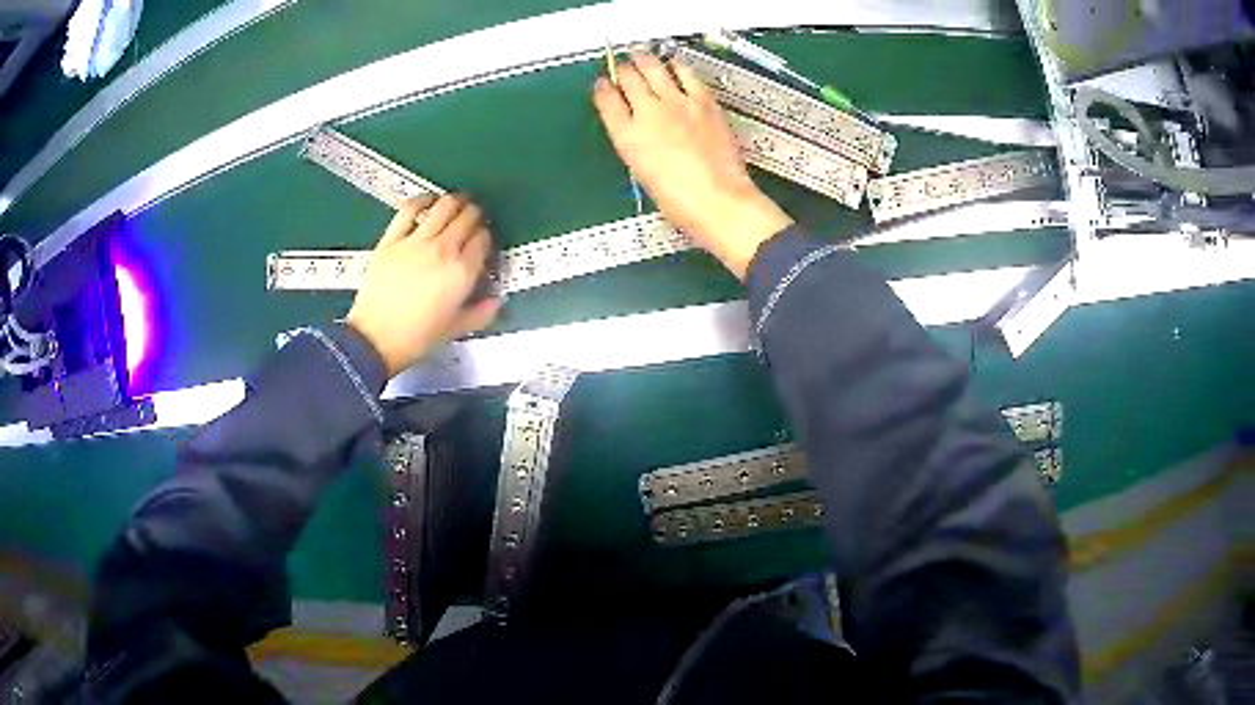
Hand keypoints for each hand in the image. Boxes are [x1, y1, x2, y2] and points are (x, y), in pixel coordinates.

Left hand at [346, 195, 500, 376]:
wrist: (375, 340)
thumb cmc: (416, 339)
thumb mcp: (455, 330)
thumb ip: (481, 312)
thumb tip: (496, 299)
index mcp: (462, 273)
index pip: (484, 240)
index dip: (487, 238)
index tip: (483, 244)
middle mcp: (443, 250)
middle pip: (468, 217)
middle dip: (476, 215)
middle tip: (475, 220)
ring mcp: (416, 241)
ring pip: (445, 206)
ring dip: (457, 201)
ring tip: (459, 204)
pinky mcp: (392, 239)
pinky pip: (410, 209)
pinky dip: (423, 199)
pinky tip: (429, 201)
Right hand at [593, 52, 794, 278]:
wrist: (718, 202)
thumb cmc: (681, 200)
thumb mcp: (644, 174)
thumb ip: (636, 144)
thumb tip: (638, 130)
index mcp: (626, 136)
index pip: (605, 100)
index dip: (602, 89)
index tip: (603, 86)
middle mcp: (647, 113)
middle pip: (627, 76)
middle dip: (621, 69)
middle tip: (622, 66)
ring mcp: (676, 103)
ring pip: (652, 67)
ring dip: (644, 59)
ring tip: (642, 56)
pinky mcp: (703, 100)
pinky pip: (685, 72)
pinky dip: (675, 65)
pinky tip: (674, 64)